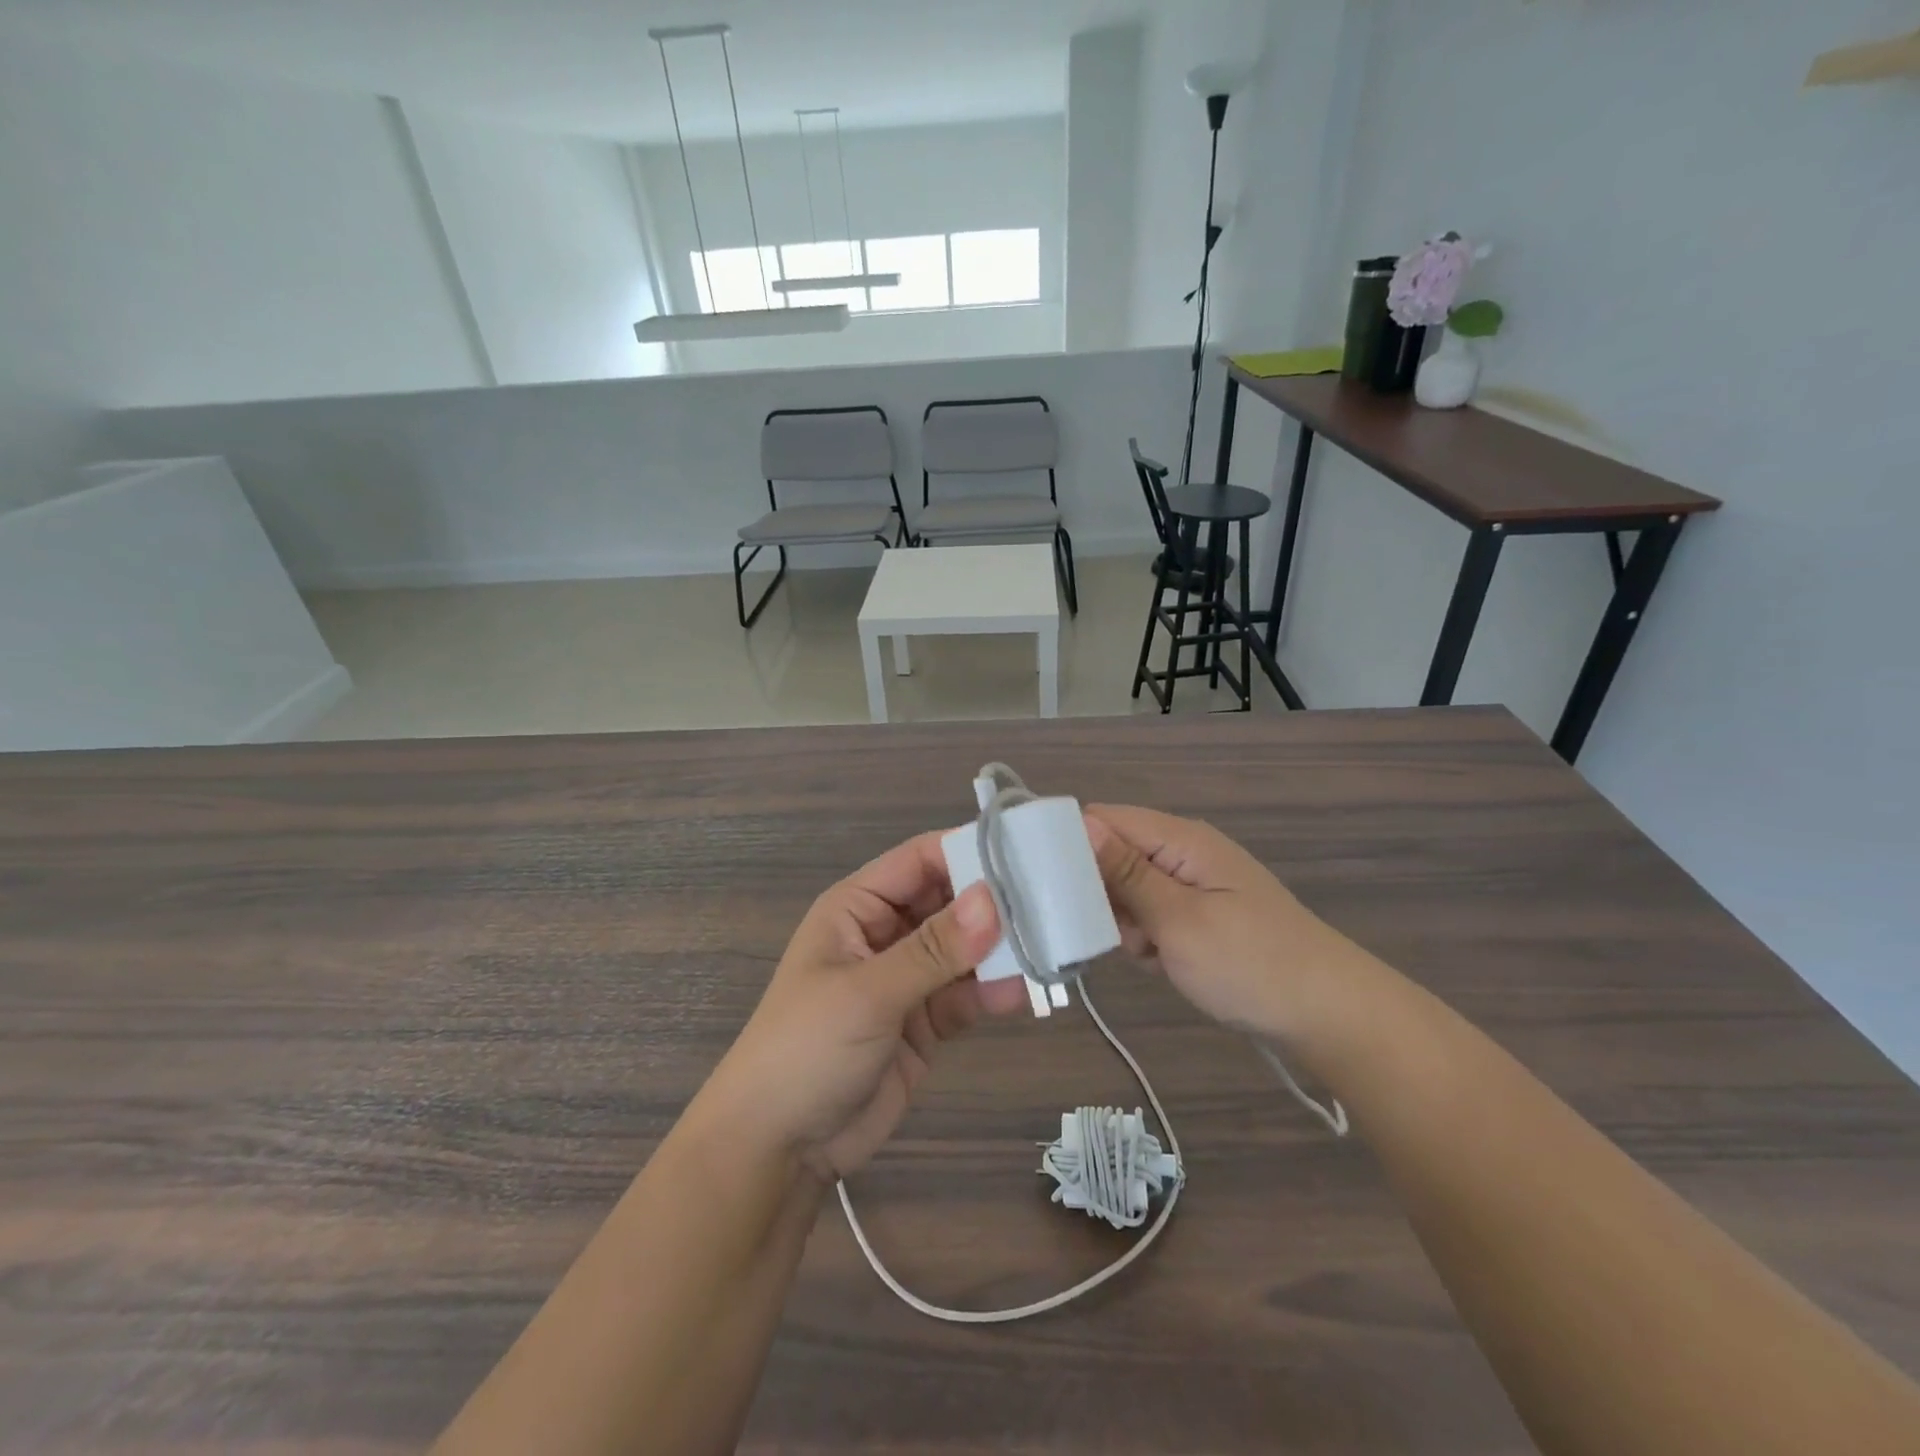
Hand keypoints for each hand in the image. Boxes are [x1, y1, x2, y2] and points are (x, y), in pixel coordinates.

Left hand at [704, 831, 1028, 1182]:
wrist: (780, 1147)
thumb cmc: (807, 1048)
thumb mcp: (868, 992)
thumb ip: (933, 949)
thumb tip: (994, 899)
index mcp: (858, 907)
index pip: (921, 861)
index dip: (968, 851)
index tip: (1026, 852)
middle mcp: (886, 933)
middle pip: (949, 902)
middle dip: (995, 903)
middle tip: (1054, 901)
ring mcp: (908, 979)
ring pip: (964, 950)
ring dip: (1001, 949)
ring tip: (1052, 945)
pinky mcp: (926, 1022)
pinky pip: (967, 994)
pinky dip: (995, 991)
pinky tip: (1027, 992)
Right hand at [1086, 804, 1359, 1044]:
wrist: (1328, 1014)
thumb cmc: (1250, 964)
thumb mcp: (1178, 920)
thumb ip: (1126, 873)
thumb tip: (1081, 822)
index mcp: (1179, 839)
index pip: (1104, 819)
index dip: (1073, 845)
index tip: (1051, 887)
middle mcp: (1184, 851)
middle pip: (1113, 854)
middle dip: (1101, 894)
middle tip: (1118, 933)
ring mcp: (1194, 884)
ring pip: (1129, 890)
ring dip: (1125, 922)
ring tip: (1148, 954)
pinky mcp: (1201, 913)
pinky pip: (1153, 914)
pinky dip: (1148, 938)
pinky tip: (1162, 962)